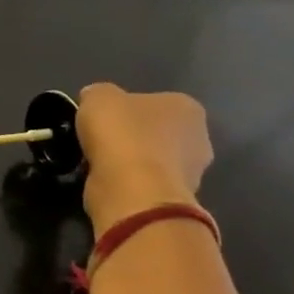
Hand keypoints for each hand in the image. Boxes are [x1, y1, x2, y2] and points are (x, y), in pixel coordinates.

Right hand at [76, 83, 212, 230]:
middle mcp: (199, 137)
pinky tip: (109, 182)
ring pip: (154, 160)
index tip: (103, 119)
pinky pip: (147, 184)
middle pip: (158, 132)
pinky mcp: (177, 199)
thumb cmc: (121, 134)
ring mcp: (193, 173)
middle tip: (103, 141)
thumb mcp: (97, 97)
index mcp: (186, 107)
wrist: (133, 191)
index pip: (154, 102)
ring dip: (132, 163)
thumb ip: (99, 95)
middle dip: (134, 137)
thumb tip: (95, 100)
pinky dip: (130, 184)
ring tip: (101, 165)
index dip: (125, 109)